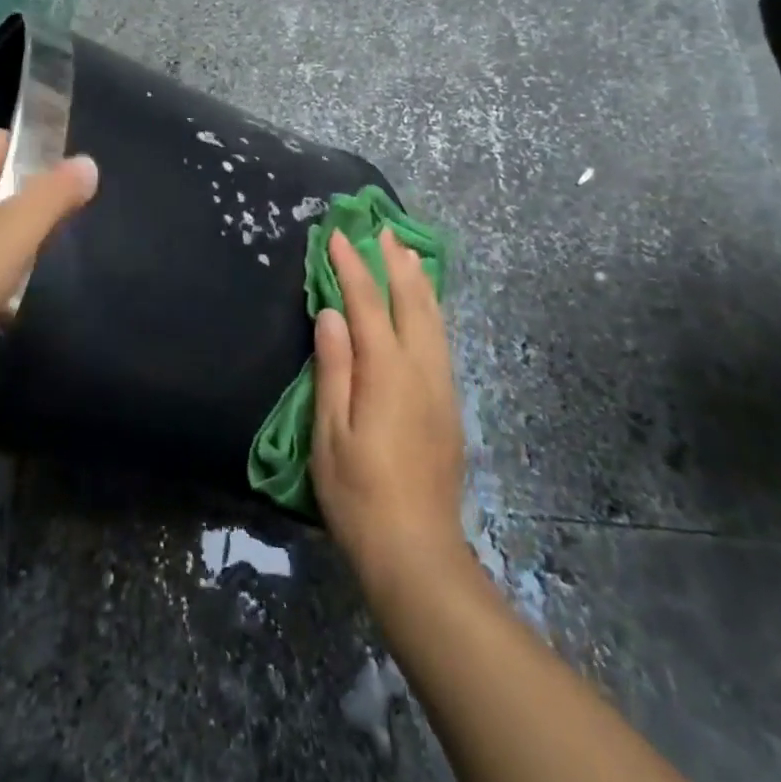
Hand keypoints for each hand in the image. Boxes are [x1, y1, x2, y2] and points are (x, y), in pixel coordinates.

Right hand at [311, 227, 468, 587]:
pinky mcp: (450, 404)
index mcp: (387, 373)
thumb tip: (331, 314)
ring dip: (419, 281)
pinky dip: (432, 309)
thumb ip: (333, 368)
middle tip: (380, 230)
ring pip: (434, 318)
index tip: (338, 236)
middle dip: (394, 263)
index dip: (352, 267)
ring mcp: (441, 386)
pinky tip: (426, 305)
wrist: (417, 551)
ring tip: (407, 252)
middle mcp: (421, 369)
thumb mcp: (330, 433)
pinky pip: (442, 339)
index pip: (368, 304)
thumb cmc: (359, 494)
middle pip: (411, 301)